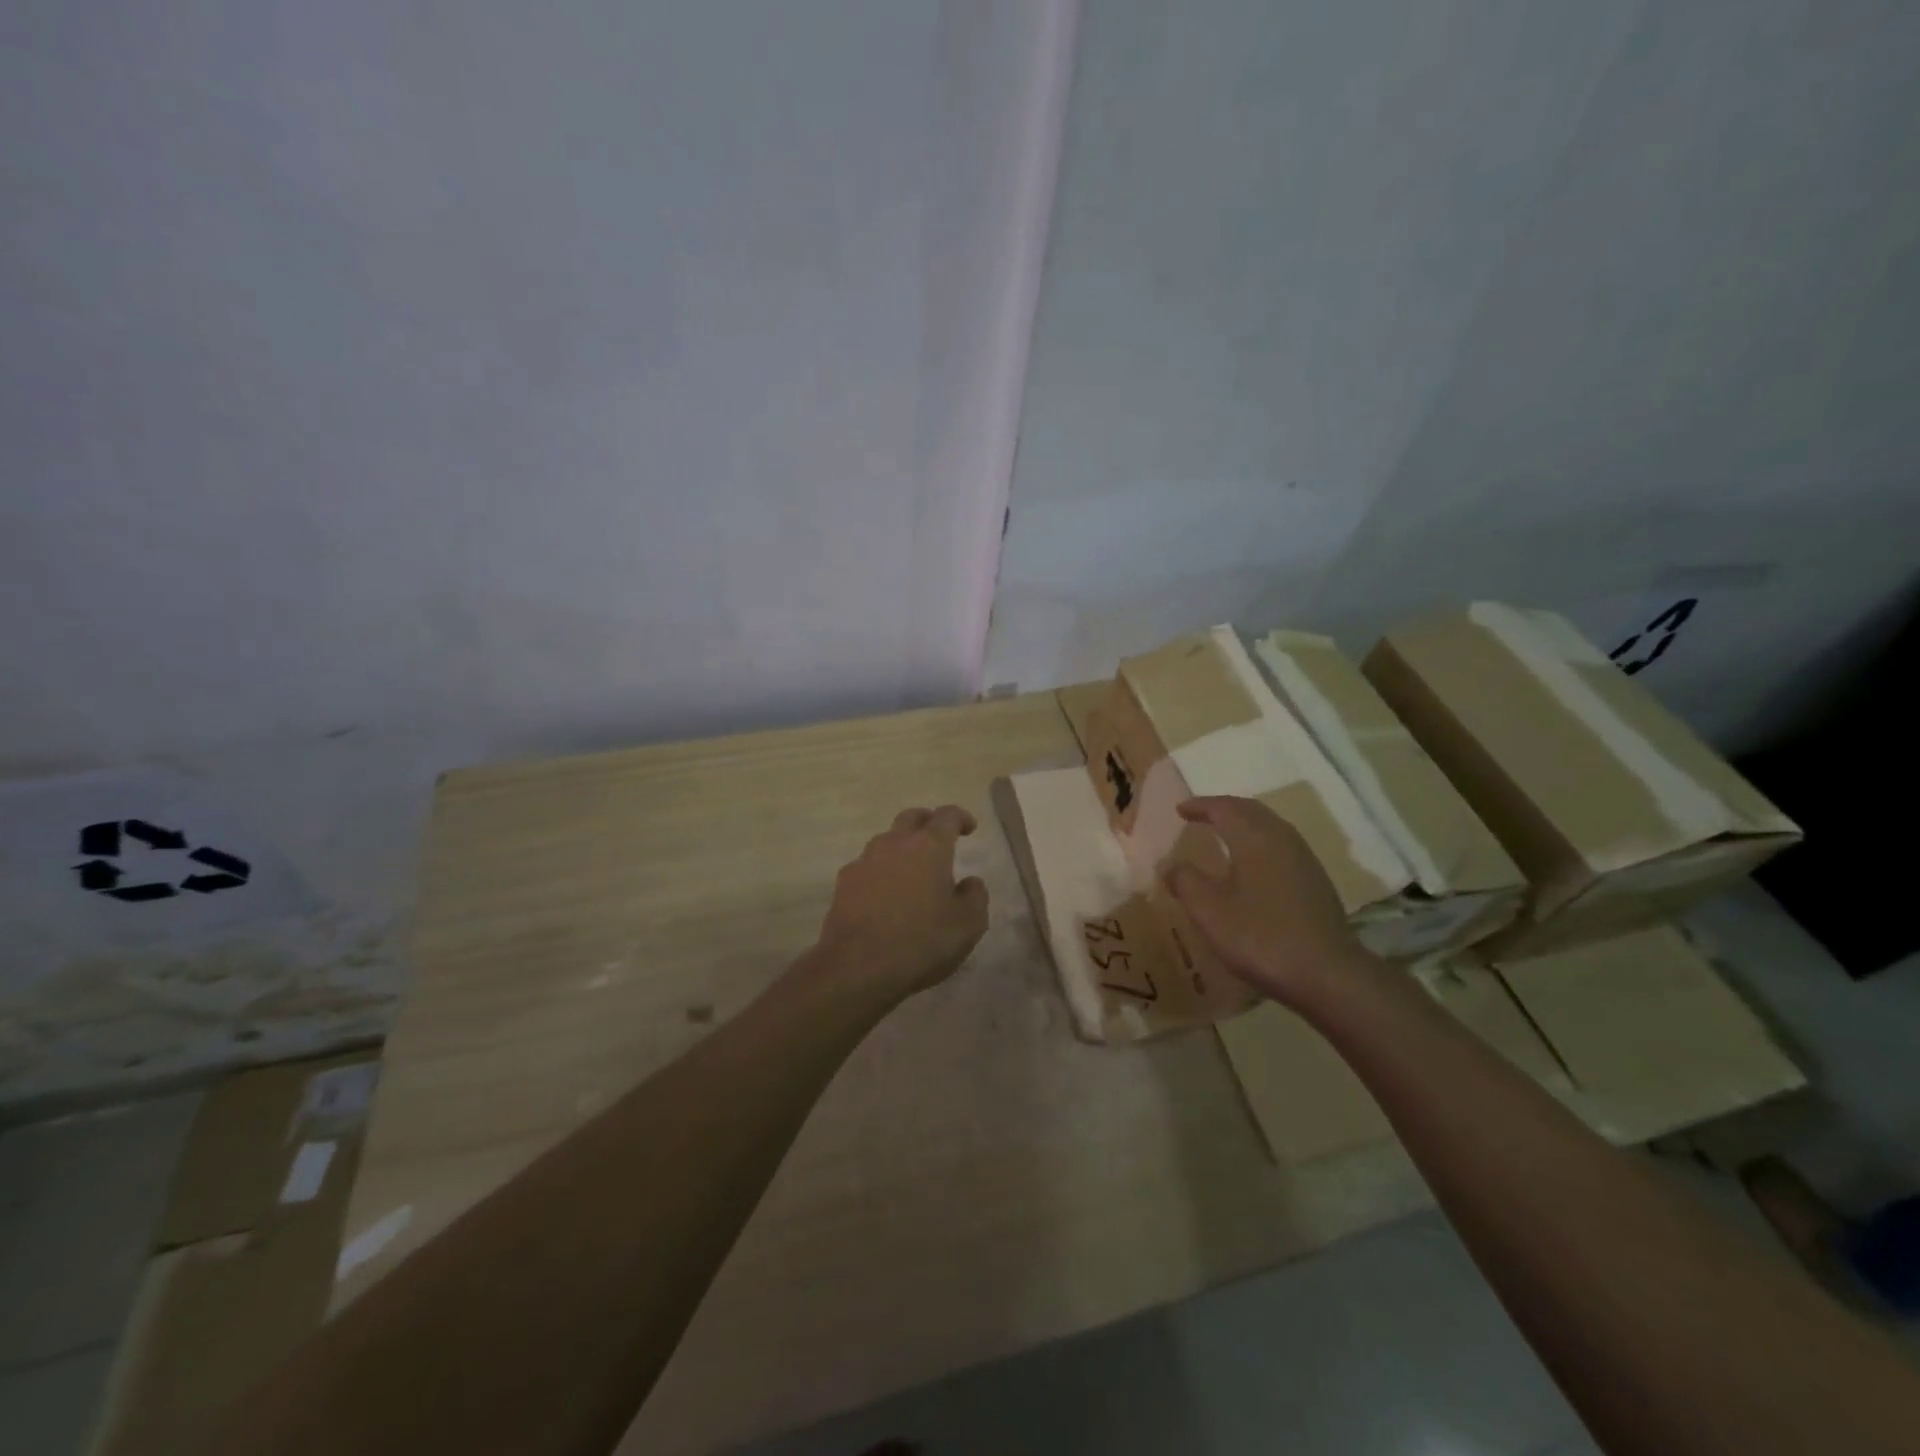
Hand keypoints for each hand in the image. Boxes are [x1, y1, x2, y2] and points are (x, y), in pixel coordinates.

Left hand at [810, 805, 990, 1003]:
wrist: (858, 967)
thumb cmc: (921, 941)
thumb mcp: (968, 925)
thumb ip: (975, 896)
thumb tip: (969, 882)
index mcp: (929, 847)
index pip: (947, 816)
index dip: (960, 817)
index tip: (969, 828)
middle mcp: (894, 844)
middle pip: (911, 818)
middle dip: (928, 822)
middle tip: (939, 838)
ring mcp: (864, 861)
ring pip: (886, 841)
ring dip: (902, 848)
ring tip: (912, 872)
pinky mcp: (844, 883)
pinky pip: (868, 866)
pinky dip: (881, 872)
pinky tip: (886, 896)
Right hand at [1163, 796, 1376, 1011]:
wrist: (1328, 974)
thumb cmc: (1261, 937)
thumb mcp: (1209, 912)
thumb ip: (1185, 881)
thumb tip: (1168, 863)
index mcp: (1254, 838)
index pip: (1224, 808)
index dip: (1200, 805)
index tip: (1179, 810)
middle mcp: (1282, 839)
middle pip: (1251, 810)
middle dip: (1224, 808)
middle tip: (1201, 815)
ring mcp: (1304, 860)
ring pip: (1269, 827)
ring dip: (1244, 824)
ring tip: (1223, 835)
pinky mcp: (1316, 881)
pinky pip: (1281, 846)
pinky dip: (1259, 842)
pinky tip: (1252, 866)